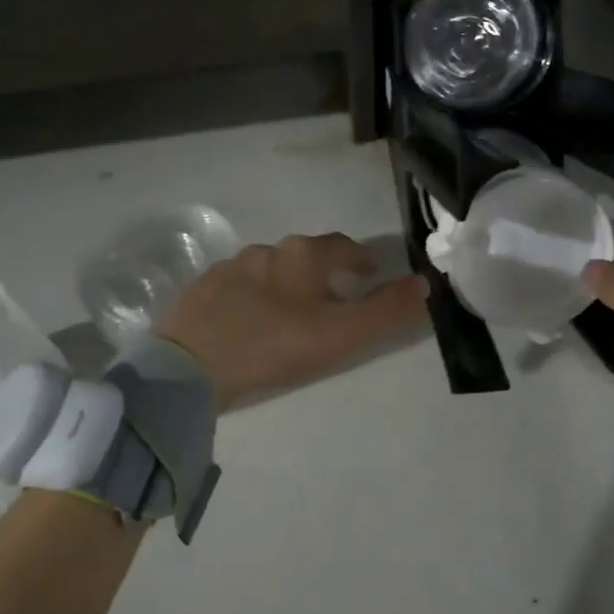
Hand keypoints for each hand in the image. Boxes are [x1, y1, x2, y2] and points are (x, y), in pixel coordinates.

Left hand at [158, 233, 428, 407]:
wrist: (189, 366)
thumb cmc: (274, 346)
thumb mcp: (341, 335)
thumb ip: (386, 311)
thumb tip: (424, 283)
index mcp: (301, 256)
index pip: (341, 246)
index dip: (359, 259)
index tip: (369, 274)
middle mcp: (265, 251)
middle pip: (303, 256)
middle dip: (322, 272)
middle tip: (333, 298)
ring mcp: (227, 269)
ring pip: (268, 271)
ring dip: (285, 285)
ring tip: (290, 314)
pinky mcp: (199, 291)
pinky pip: (236, 289)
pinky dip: (251, 299)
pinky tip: (248, 323)